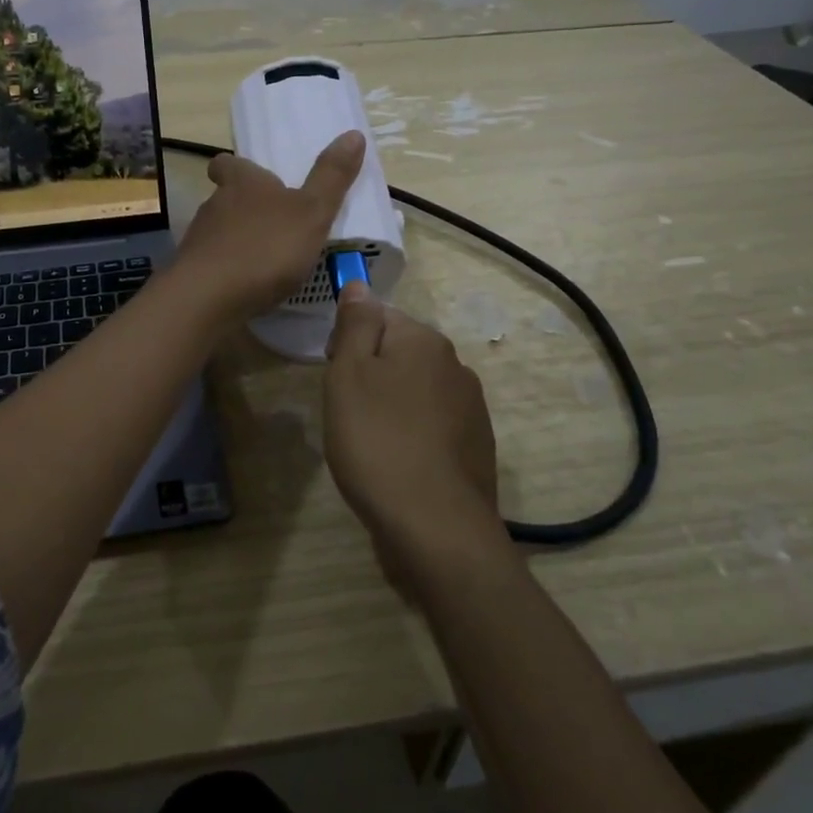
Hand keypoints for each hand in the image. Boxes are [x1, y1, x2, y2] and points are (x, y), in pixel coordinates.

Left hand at [176, 130, 364, 322]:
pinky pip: (213, 265)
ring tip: (266, 259)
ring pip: (219, 232)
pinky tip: (247, 287)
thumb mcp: (311, 212)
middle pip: (225, 198)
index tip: (250, 176)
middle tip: (273, 222)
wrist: (208, 298)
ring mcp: (199, 240)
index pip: (228, 164)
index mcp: (242, 183)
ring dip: (238, 241)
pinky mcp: (192, 273)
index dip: (236, 167)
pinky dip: (229, 271)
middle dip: (245, 208)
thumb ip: (331, 177)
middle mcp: (214, 205)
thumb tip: (353, 134)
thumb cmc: (265, 247)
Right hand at [323, 283, 499, 576]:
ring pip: (416, 391)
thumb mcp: (349, 374)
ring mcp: (472, 409)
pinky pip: (433, 425)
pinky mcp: (477, 447)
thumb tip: (360, 285)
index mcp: (425, 341)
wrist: (434, 527)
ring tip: (370, 443)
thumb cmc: (377, 442)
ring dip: (392, 406)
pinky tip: (397, 464)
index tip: (335, 378)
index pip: (379, 317)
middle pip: (400, 353)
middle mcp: (456, 366)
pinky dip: (412, 435)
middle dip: (371, 374)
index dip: (349, 342)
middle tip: (347, 413)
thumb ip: (356, 325)